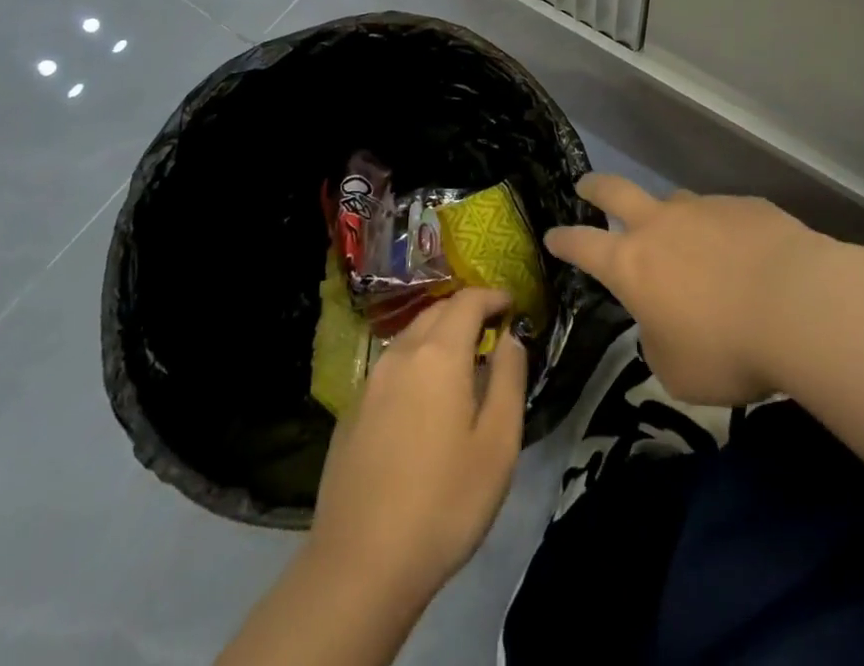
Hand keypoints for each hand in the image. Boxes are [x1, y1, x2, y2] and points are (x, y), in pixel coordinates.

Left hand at [307, 287, 525, 609]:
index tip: (512, 305)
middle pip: (436, 312)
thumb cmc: (443, 504)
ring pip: (410, 337)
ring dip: (439, 336)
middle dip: (466, 312)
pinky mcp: (351, 411)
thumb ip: (509, 379)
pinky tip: (423, 400)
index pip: (467, 301)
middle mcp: (400, 354)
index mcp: (438, 354)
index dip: (492, 296)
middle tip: (491, 331)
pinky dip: (415, 363)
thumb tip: (510, 339)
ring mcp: (370, 382)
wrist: (359, 567)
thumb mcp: (498, 445)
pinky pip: (391, 367)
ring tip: (462, 363)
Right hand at [545, 175, 823, 406]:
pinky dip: (725, 233)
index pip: (583, 245)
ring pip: (676, 203)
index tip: (552, 235)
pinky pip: (725, 216)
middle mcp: (662, 225)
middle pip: (616, 191)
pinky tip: (747, 258)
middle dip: (595, 187)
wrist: (800, 305)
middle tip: (586, 186)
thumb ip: (659, 342)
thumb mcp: (677, 371)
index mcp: (632, 264)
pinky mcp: (746, 206)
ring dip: (672, 218)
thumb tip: (663, 324)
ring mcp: (705, 209)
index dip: (564, 240)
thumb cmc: (726, 349)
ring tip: (688, 243)